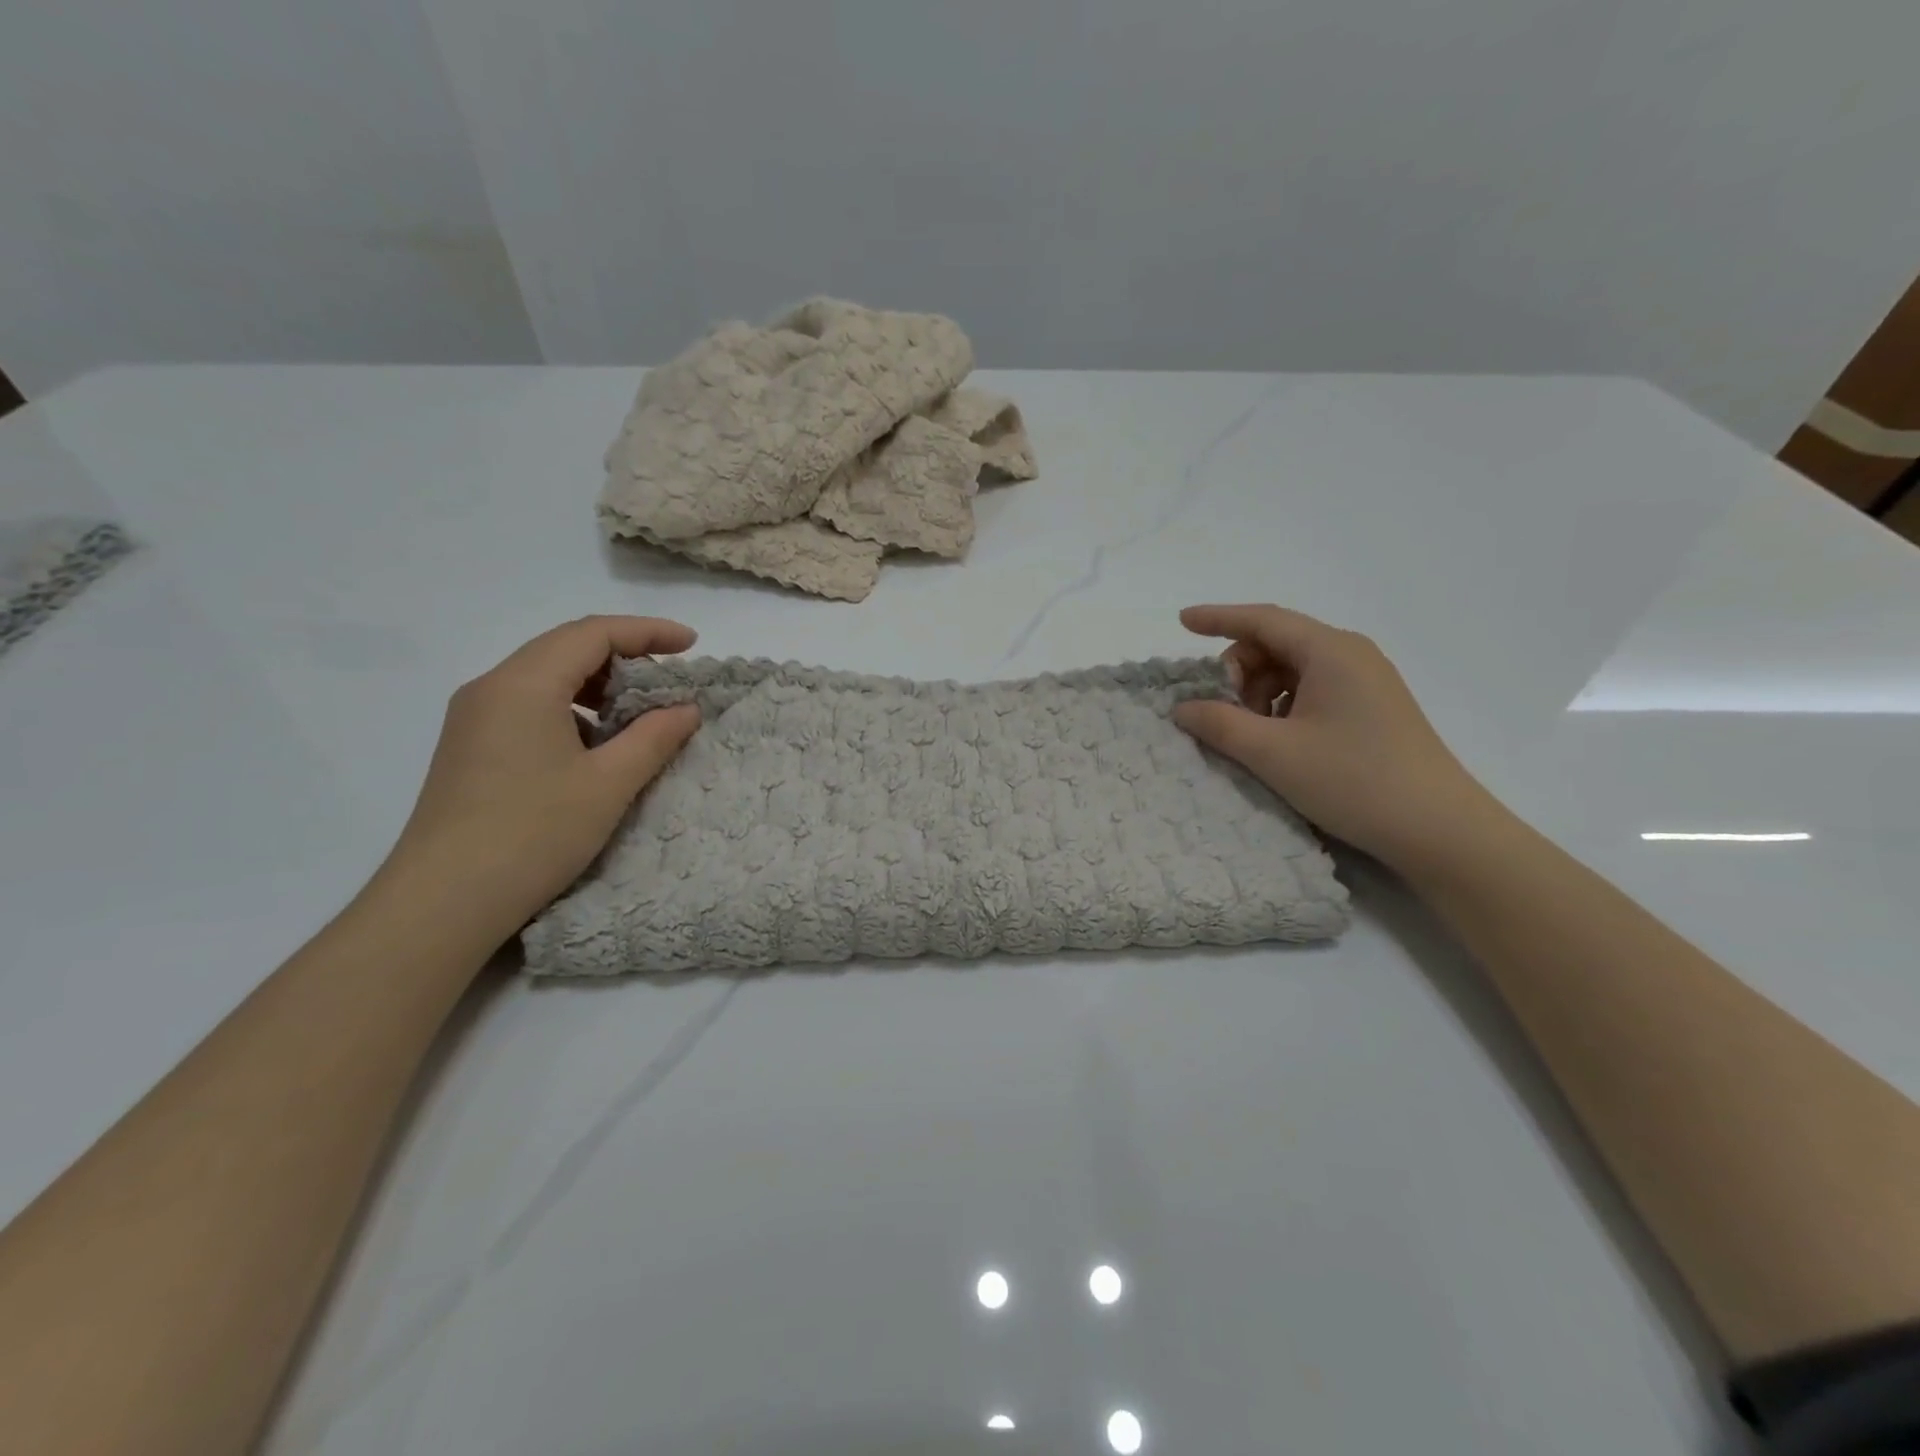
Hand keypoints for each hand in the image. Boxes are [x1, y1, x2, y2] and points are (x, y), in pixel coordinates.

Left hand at [383, 616, 700, 940]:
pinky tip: (596, 746)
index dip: (648, 631)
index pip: (593, 634)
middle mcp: (492, 688)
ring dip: (599, 685)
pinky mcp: (471, 748)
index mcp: (523, 684)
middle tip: (670, 682)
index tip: (692, 645)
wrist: (443, 902)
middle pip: (566, 648)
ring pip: (546, 678)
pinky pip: (529, 707)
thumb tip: (686, 708)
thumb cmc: (534, 834)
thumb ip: (654, 737)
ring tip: (639, 715)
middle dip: (625, 656)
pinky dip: (573, 710)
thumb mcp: (609, 784)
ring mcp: (475, 719)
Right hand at [1173, 604, 1493, 870]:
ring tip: (1254, 735)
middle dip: (1239, 670)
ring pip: (1293, 669)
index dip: (1218, 617)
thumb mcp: (1273, 753)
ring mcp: (1366, 681)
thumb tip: (1182, 708)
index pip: (1262, 620)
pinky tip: (1281, 741)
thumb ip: (1220, 724)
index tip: (1181, 620)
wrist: (1438, 829)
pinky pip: (1314, 689)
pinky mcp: (1372, 707)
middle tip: (1224, 712)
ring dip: (1260, 692)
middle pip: (1276, 643)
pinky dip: (1284, 706)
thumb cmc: (1353, 780)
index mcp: (1330, 651)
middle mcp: (1350, 654)